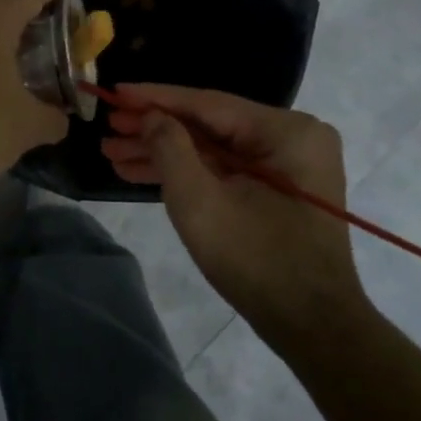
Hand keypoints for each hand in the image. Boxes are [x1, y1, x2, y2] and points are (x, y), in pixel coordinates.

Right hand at [100, 84, 368, 338]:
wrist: (313, 328)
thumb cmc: (256, 260)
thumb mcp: (200, 201)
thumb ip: (170, 147)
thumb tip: (151, 116)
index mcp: (285, 130)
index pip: (206, 103)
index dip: (155, 98)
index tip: (114, 92)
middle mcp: (292, 136)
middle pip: (208, 124)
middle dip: (154, 130)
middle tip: (107, 129)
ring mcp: (287, 164)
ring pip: (213, 148)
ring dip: (164, 153)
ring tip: (113, 153)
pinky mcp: (279, 189)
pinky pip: (225, 168)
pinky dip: (187, 172)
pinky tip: (142, 171)